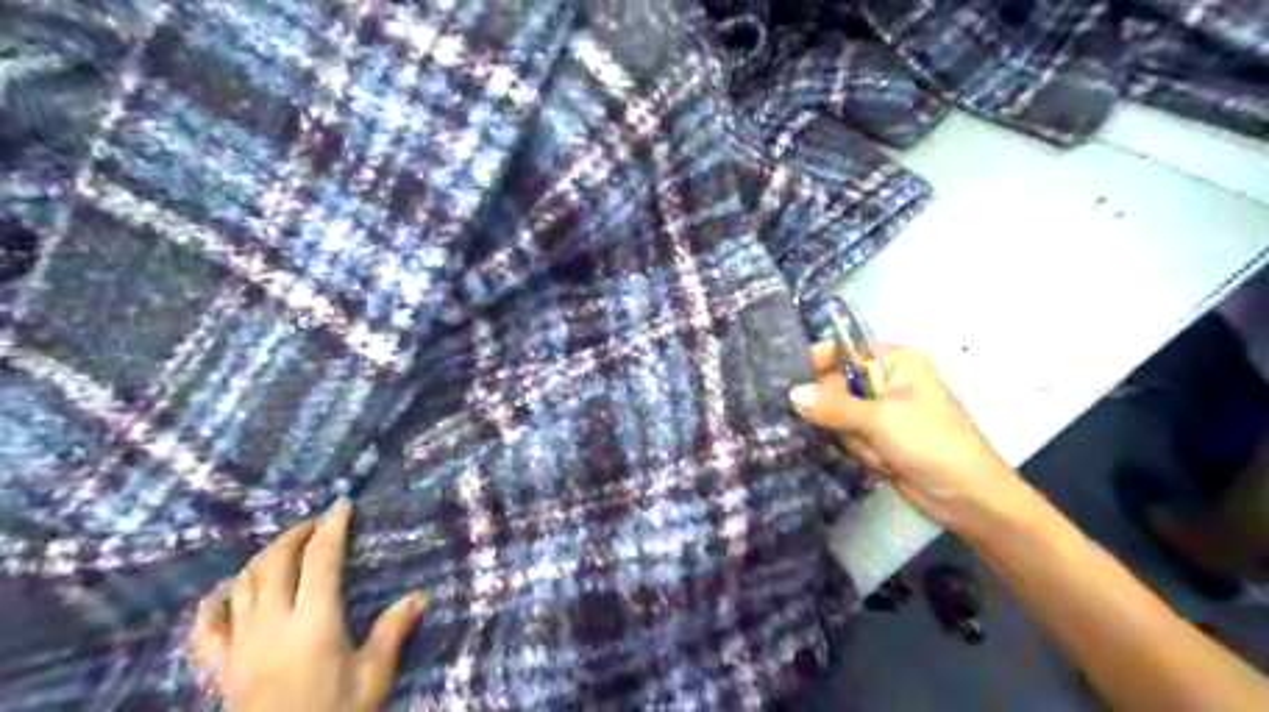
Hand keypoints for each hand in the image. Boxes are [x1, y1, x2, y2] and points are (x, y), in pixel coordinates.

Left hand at [185, 504, 424, 711]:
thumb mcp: (371, 678)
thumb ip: (391, 633)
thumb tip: (419, 596)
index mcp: (314, 620)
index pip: (322, 559)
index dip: (333, 527)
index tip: (343, 505)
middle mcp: (273, 621)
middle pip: (276, 561)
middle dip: (297, 532)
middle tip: (318, 521)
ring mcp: (240, 642)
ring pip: (243, 582)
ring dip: (264, 556)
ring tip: (285, 547)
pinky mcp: (219, 664)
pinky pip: (206, 624)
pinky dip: (216, 599)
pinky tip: (227, 589)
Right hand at [791, 343, 1024, 529]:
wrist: (968, 498)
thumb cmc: (931, 442)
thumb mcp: (880, 419)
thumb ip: (833, 406)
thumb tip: (791, 394)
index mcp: (897, 362)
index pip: (846, 350)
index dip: (822, 363)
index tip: (797, 381)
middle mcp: (888, 381)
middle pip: (837, 386)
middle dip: (842, 413)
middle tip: (856, 429)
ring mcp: (884, 413)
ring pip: (840, 416)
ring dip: (855, 439)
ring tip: (881, 452)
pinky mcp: (881, 439)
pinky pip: (851, 437)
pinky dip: (862, 452)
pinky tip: (884, 464)